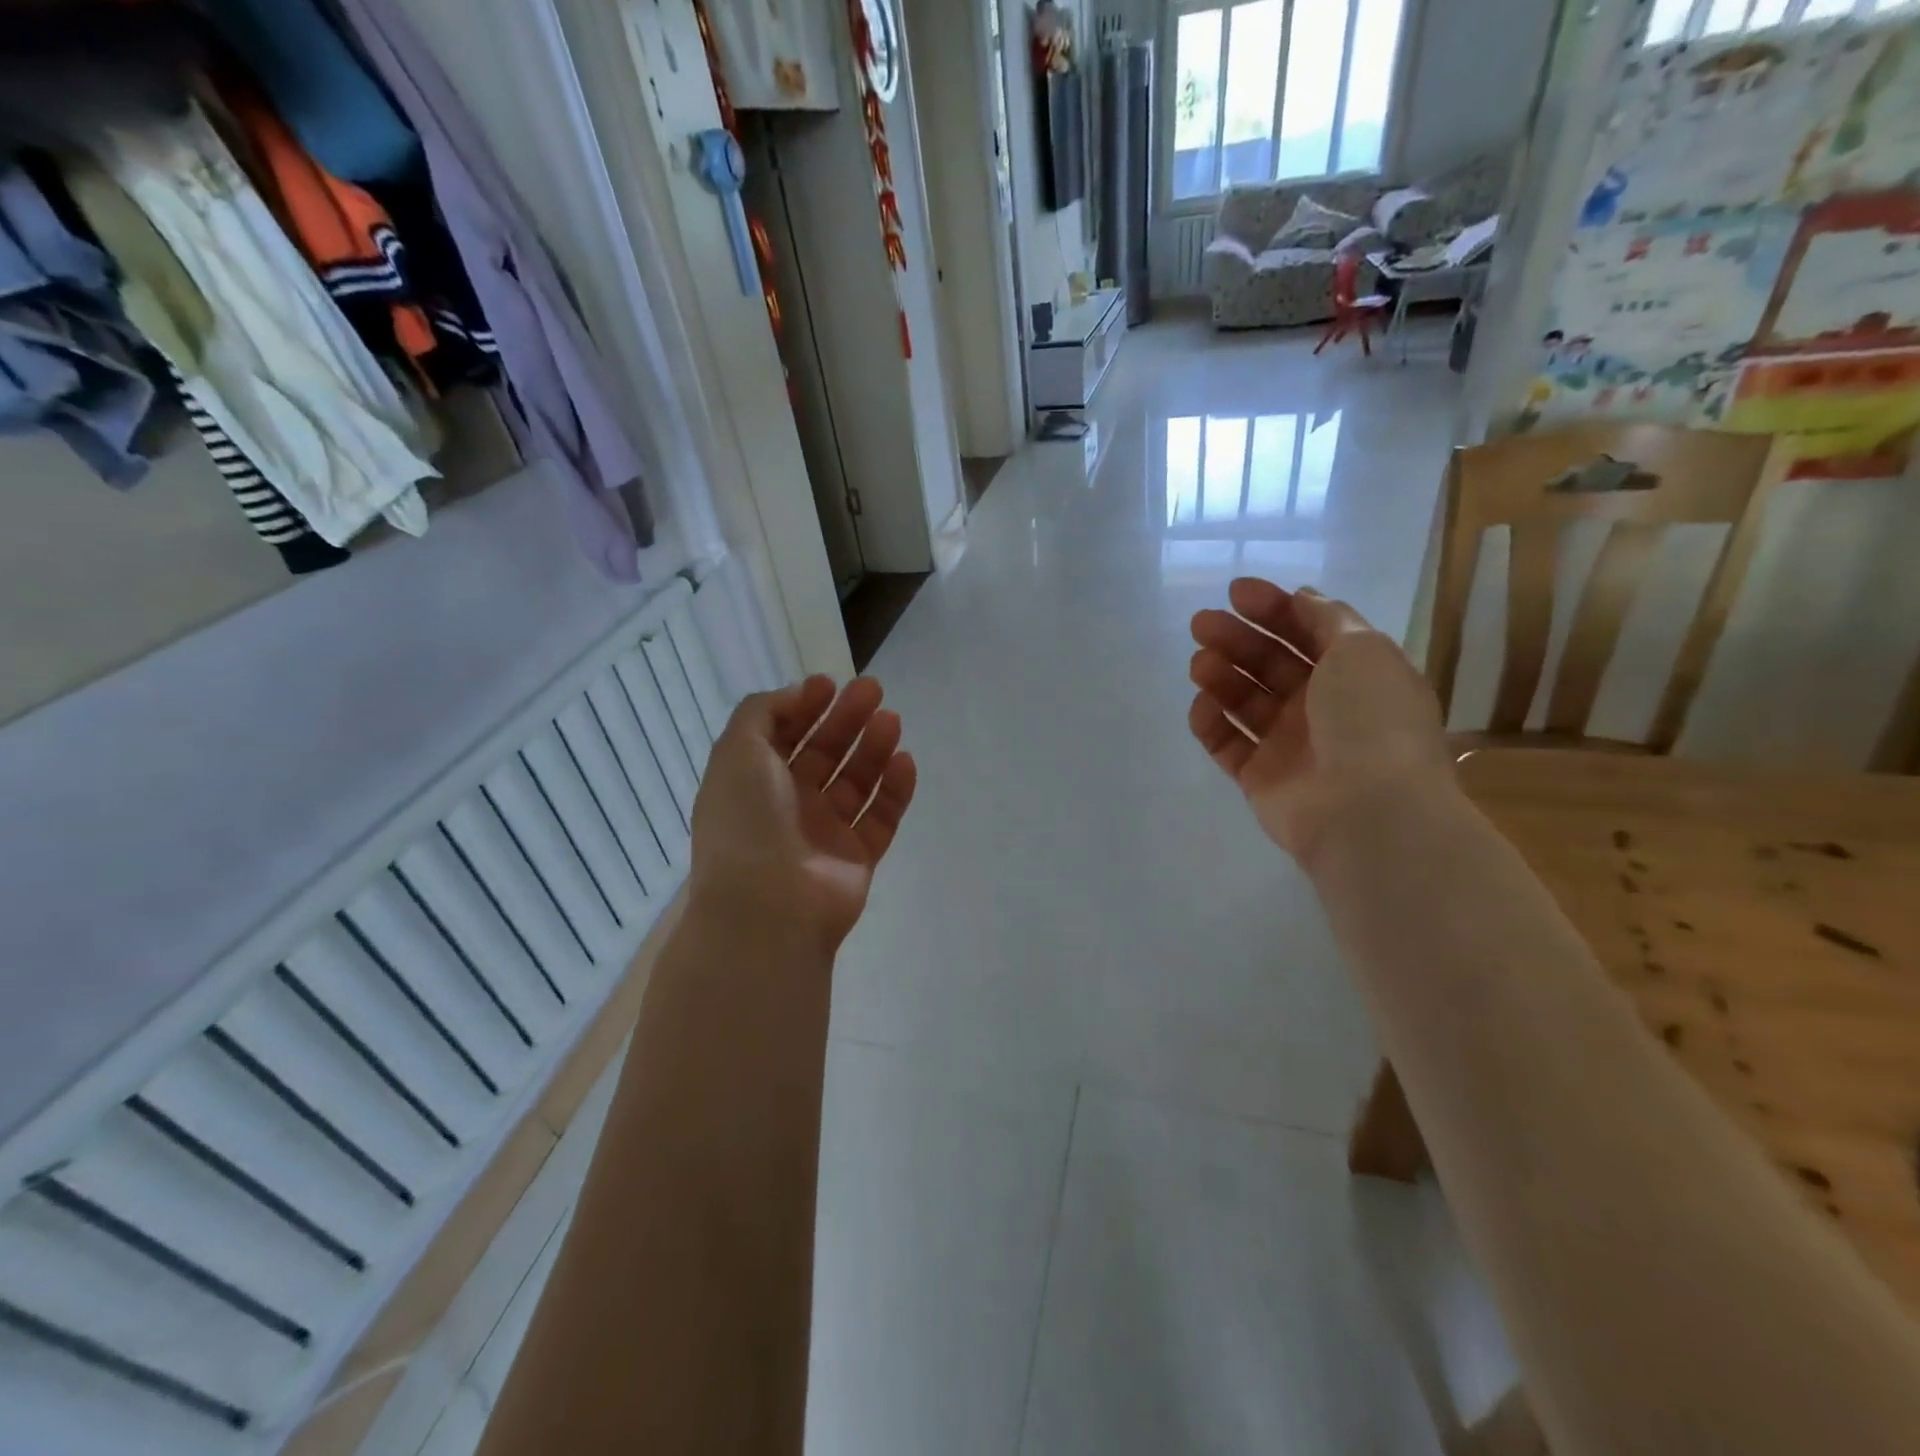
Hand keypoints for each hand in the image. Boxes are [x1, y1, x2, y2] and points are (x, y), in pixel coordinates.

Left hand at [688, 675, 917, 947]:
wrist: (769, 908)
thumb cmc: (747, 822)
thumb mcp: (737, 752)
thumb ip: (762, 712)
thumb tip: (798, 694)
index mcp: (752, 782)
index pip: (782, 735)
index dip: (804, 706)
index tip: (830, 684)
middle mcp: (787, 805)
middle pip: (823, 753)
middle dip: (846, 719)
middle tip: (873, 690)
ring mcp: (824, 833)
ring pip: (855, 781)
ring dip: (873, 747)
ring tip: (892, 720)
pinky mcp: (857, 857)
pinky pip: (880, 816)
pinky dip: (894, 789)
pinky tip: (904, 760)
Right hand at [1188, 579, 1452, 866]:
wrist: (1368, 811)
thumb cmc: (1370, 720)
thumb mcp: (1362, 649)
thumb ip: (1327, 618)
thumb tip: (1301, 598)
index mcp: (1354, 674)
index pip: (1308, 631)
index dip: (1273, 609)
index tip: (1236, 593)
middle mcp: (1322, 706)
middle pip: (1270, 664)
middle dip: (1236, 639)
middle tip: (1201, 624)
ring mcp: (1289, 744)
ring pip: (1245, 701)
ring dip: (1220, 676)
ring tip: (1200, 664)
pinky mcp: (1260, 778)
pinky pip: (1227, 743)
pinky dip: (1211, 723)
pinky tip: (1202, 706)